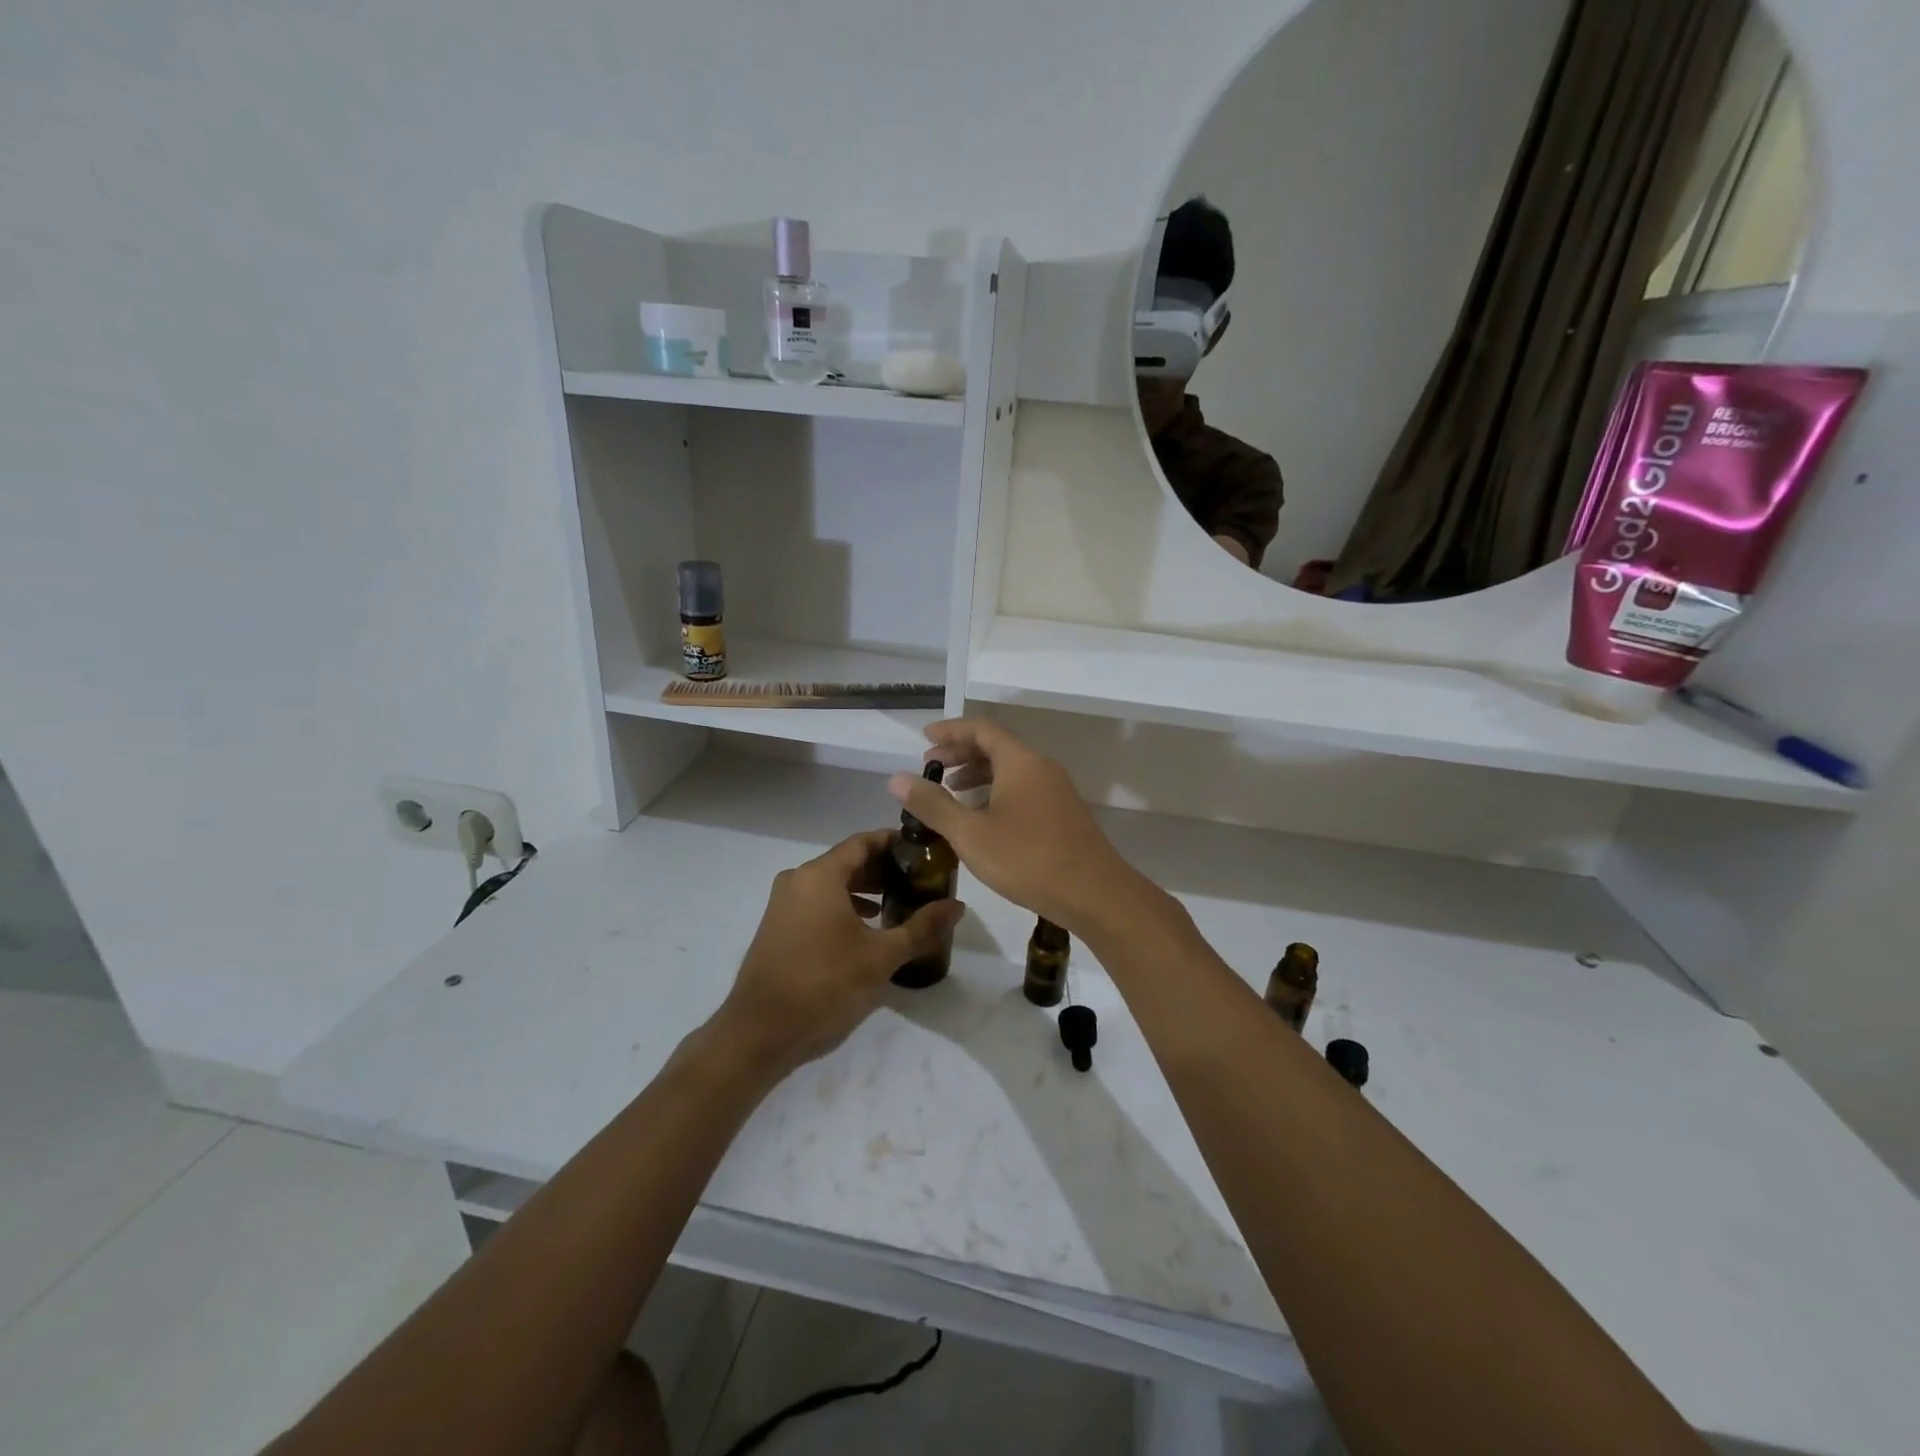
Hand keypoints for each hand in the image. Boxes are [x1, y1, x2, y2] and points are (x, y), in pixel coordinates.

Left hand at [713, 830, 962, 1076]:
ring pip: (832, 883)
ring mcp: (783, 903)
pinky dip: (844, 905)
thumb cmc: (824, 986)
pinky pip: (817, 901)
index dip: (894, 842)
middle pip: (847, 860)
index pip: (863, 842)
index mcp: (820, 876)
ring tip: (899, 902)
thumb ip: (921, 927)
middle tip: (919, 879)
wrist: (760, 1033)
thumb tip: (958, 905)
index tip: (924, 851)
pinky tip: (867, 928)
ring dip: (864, 888)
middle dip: (883, 868)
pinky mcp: (778, 926)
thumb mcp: (880, 958)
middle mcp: (798, 879)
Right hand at [888, 719, 1149, 936]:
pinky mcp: (1064, 813)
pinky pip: (1024, 788)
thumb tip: (897, 778)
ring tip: (952, 791)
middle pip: (997, 747)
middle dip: (961, 753)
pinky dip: (997, 791)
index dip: (950, 731)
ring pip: (1012, 769)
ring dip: (979, 774)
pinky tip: (984, 818)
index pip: (981, 729)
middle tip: (931, 767)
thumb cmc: (1028, 859)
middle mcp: (1041, 767)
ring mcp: (1057, 790)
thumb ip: (933, 804)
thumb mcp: (971, 834)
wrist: (1095, 893)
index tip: (924, 739)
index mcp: (1020, 761)